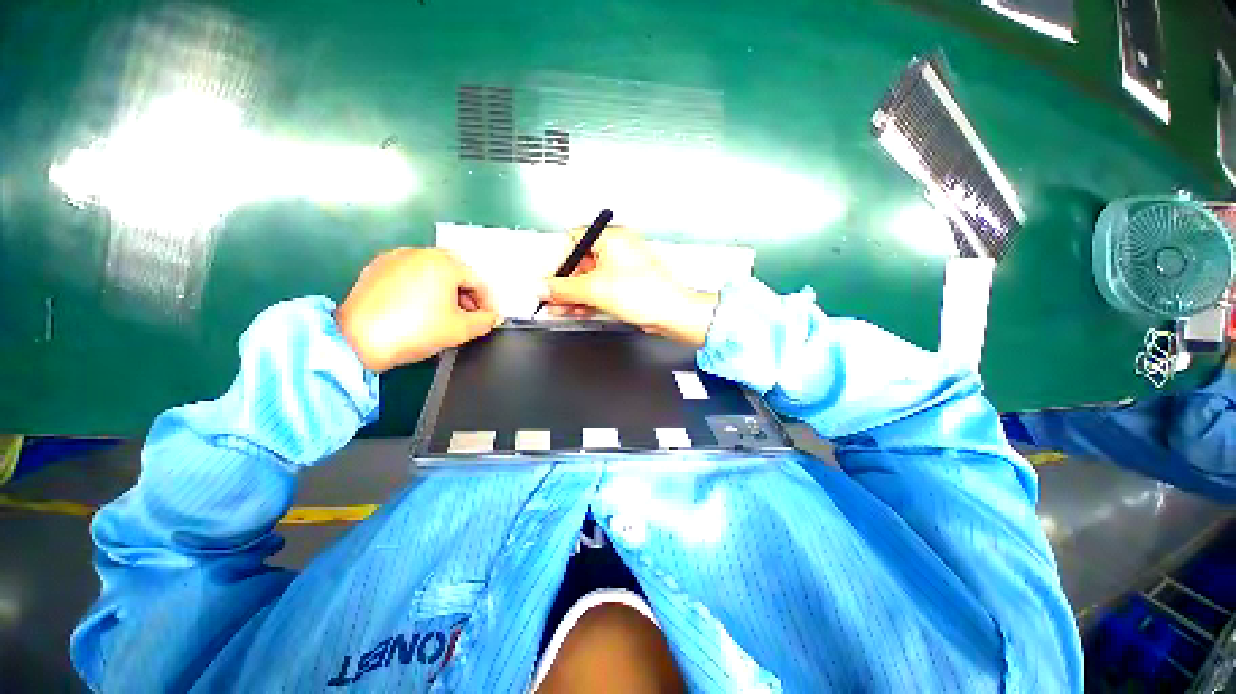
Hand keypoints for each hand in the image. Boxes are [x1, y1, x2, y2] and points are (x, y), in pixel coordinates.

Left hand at [336, 249, 498, 372]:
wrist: (357, 340)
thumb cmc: (416, 330)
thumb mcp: (461, 330)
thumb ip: (485, 321)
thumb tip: (491, 317)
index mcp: (444, 263)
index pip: (478, 282)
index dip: (488, 303)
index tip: (488, 320)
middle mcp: (420, 252)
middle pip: (455, 274)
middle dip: (466, 297)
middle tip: (468, 319)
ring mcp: (394, 258)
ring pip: (432, 274)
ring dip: (445, 293)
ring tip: (444, 316)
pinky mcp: (376, 269)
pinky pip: (410, 276)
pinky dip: (422, 290)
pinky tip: (418, 310)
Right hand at [541, 227, 718, 347]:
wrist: (672, 313)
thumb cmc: (647, 293)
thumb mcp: (594, 289)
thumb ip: (563, 288)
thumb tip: (543, 287)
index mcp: (612, 238)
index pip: (574, 240)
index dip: (558, 259)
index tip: (549, 278)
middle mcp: (618, 249)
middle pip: (581, 262)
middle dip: (564, 283)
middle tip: (550, 297)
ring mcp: (624, 268)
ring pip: (591, 279)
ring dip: (573, 295)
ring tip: (558, 308)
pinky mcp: (628, 285)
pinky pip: (602, 289)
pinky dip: (588, 299)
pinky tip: (575, 310)